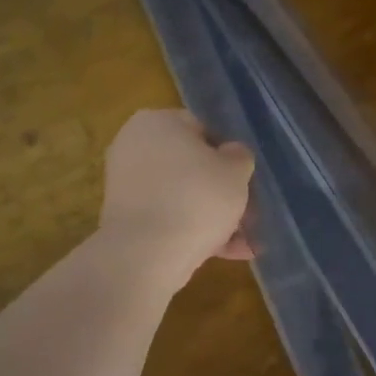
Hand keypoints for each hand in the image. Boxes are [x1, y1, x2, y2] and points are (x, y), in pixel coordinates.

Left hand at [100, 110, 254, 287]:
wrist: (147, 254)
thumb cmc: (196, 198)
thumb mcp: (236, 170)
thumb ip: (239, 156)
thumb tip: (231, 155)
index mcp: (157, 121)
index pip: (204, 129)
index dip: (231, 155)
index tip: (247, 180)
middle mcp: (135, 146)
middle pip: (193, 166)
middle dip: (223, 192)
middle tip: (249, 214)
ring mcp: (127, 184)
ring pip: (183, 195)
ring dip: (214, 216)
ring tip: (244, 243)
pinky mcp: (126, 218)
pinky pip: (169, 217)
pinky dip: (194, 231)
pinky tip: (225, 253)